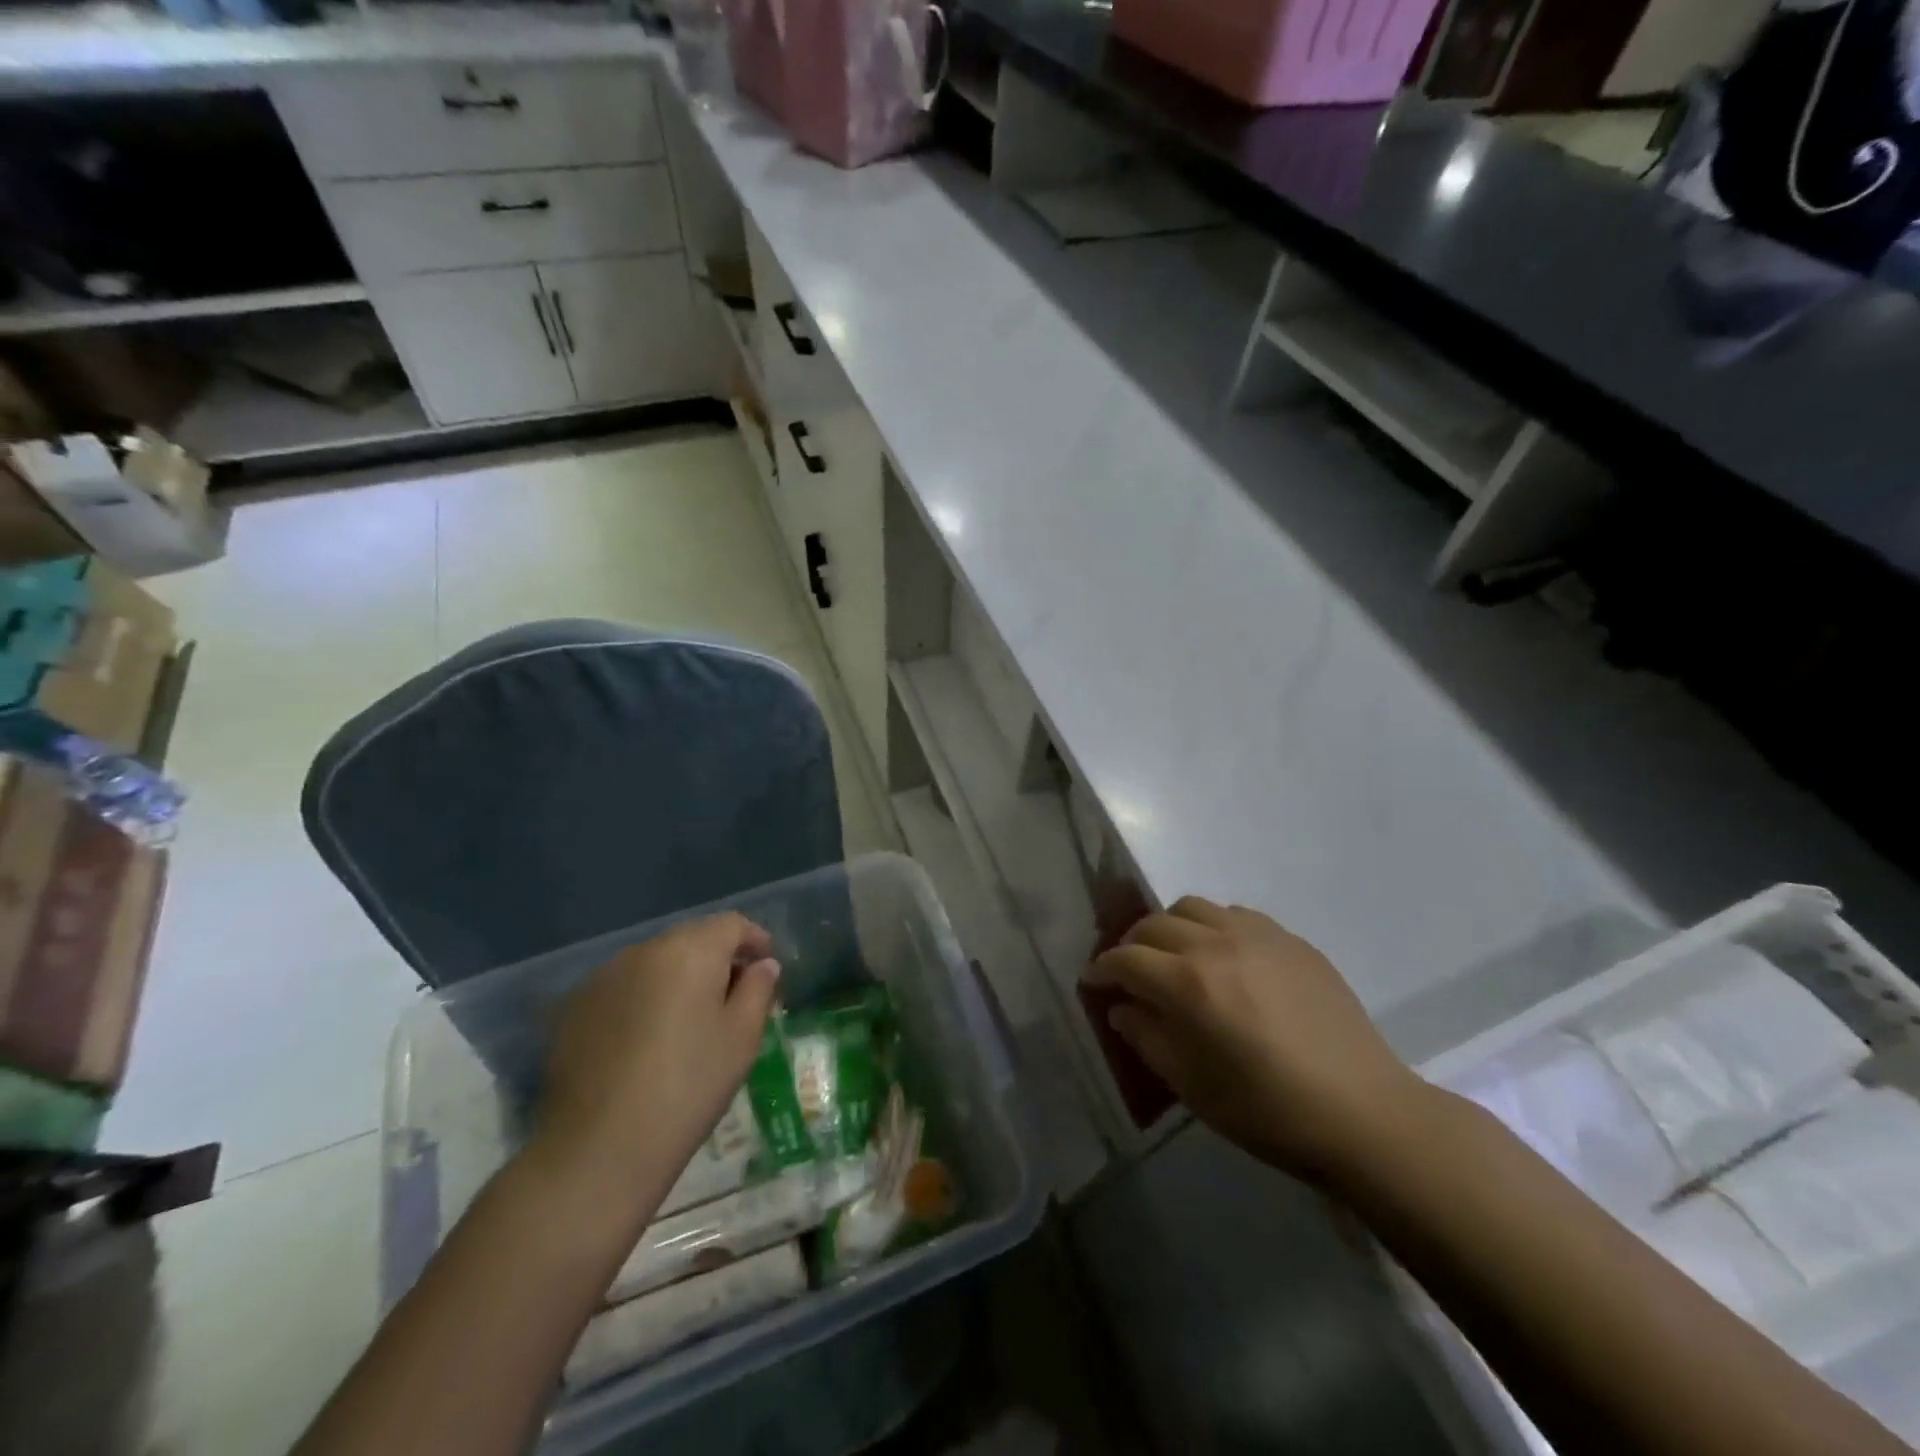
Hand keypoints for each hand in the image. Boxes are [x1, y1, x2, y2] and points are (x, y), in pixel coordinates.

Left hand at [533, 913, 780, 1208]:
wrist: (599, 1147)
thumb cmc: (688, 1086)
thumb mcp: (741, 1038)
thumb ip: (758, 990)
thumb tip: (763, 966)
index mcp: (690, 951)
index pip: (731, 924)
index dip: (754, 940)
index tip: (766, 966)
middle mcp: (644, 951)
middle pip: (690, 938)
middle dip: (716, 958)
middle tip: (733, 995)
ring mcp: (602, 977)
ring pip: (654, 962)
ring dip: (677, 978)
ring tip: (688, 1020)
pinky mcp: (573, 1008)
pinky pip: (622, 987)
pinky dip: (642, 999)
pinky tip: (645, 1039)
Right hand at [1084, 896, 1428, 1182]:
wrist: (1362, 1112)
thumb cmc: (1268, 1111)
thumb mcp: (1192, 1086)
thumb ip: (1147, 1038)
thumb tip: (1123, 1008)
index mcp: (1188, 984)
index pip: (1126, 959)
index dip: (1102, 969)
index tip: (1093, 981)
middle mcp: (1216, 944)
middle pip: (1154, 924)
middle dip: (1131, 944)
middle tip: (1130, 972)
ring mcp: (1257, 935)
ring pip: (1193, 907)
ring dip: (1171, 927)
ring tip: (1176, 956)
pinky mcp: (1290, 939)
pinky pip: (1235, 915)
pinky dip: (1213, 927)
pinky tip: (1224, 958)